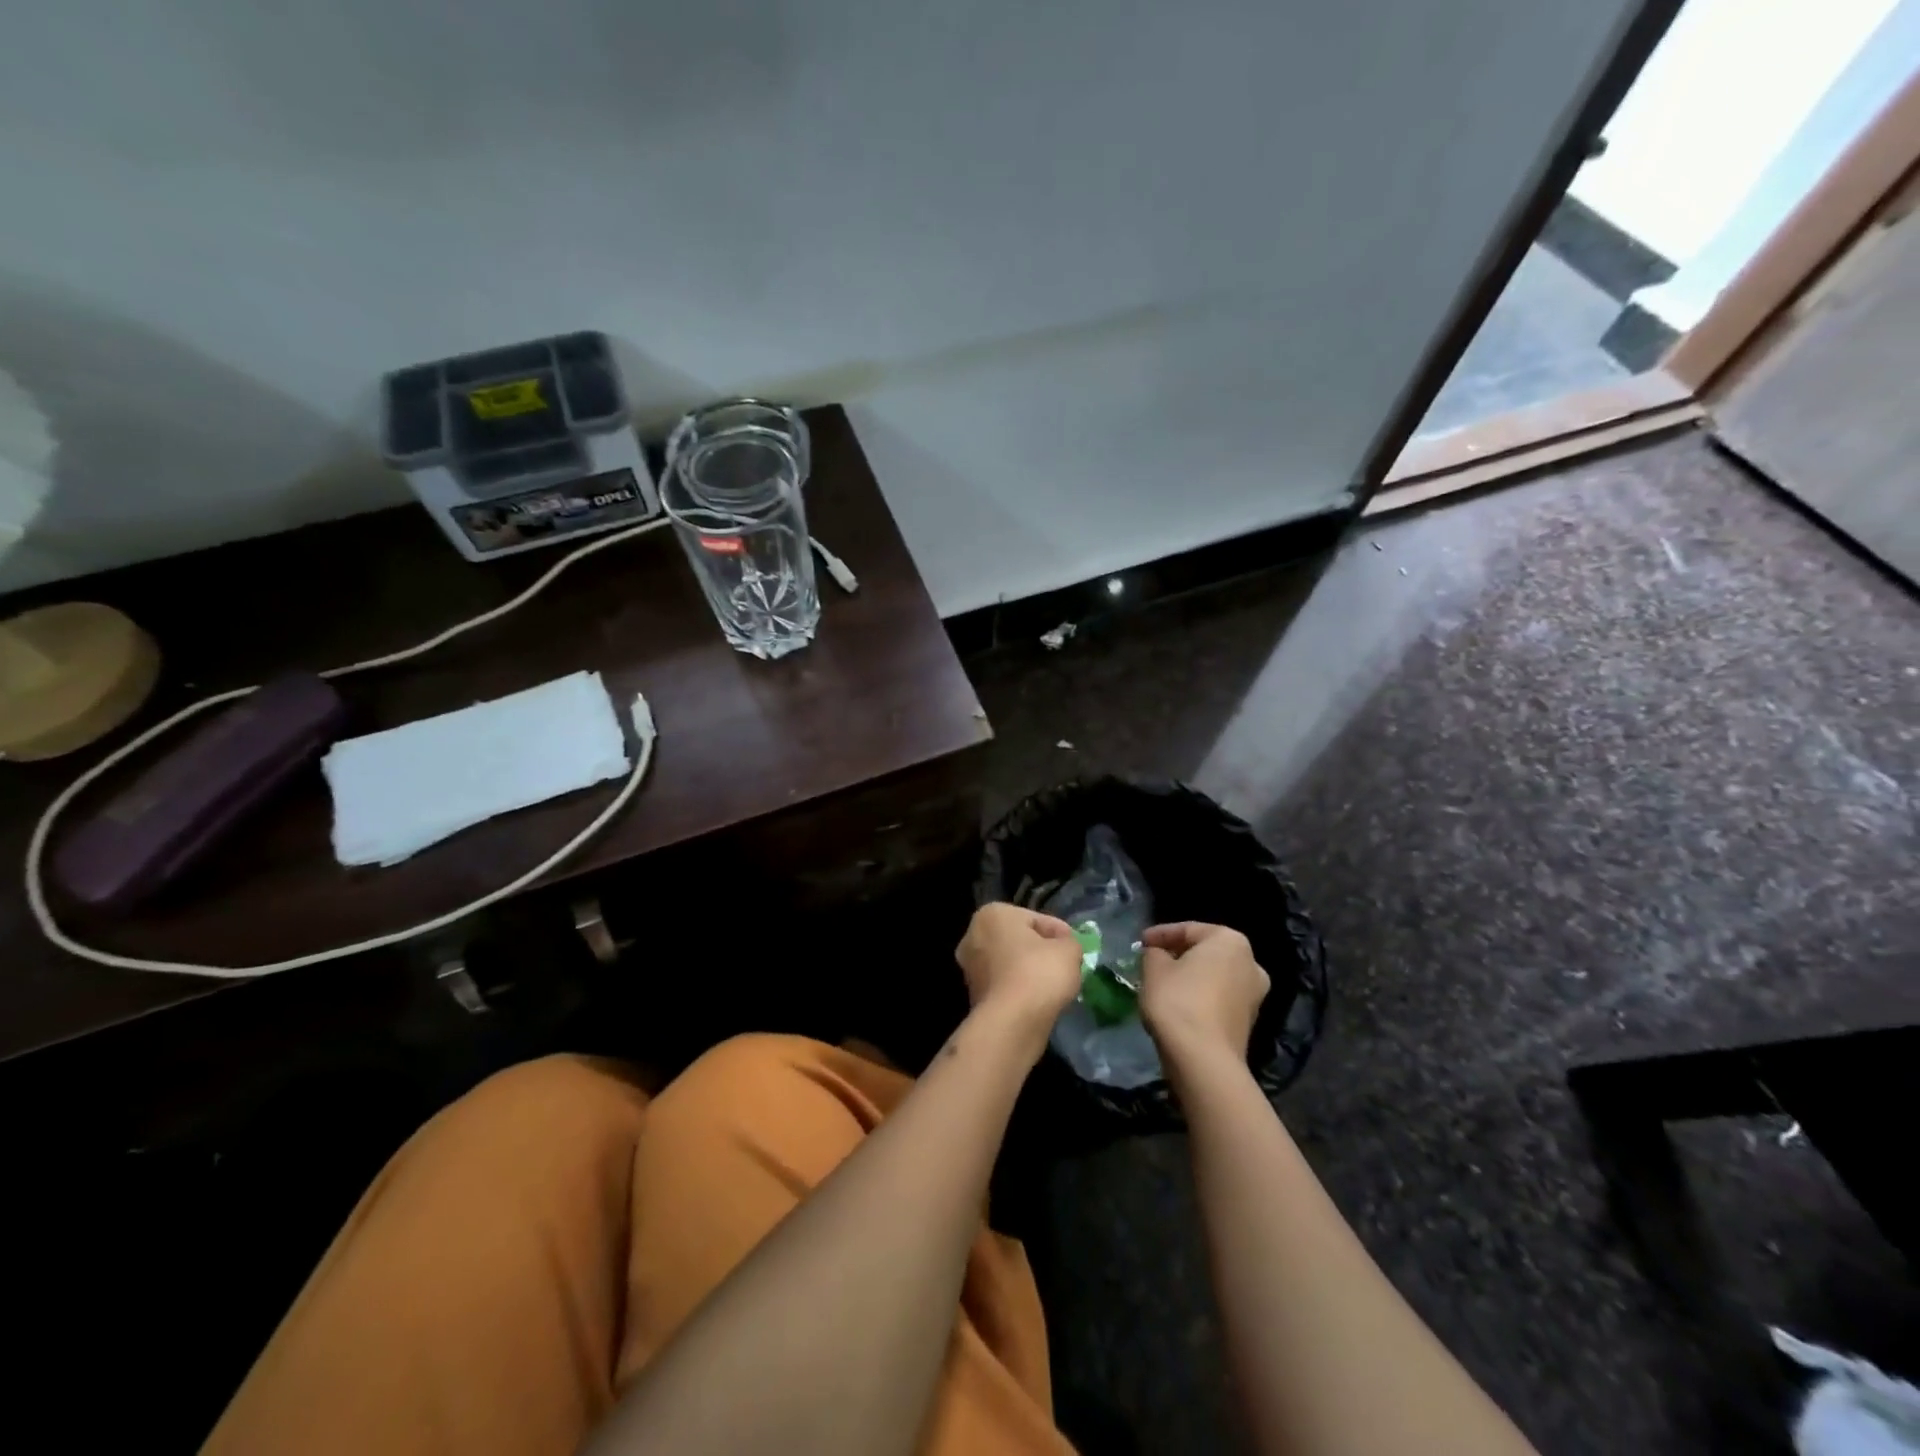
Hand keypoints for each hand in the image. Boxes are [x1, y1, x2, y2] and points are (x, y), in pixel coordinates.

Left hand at [955, 903, 1082, 1033]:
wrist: (1011, 1023)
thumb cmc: (1039, 973)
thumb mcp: (1069, 950)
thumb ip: (1069, 942)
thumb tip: (1064, 947)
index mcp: (992, 914)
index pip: (1036, 919)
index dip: (1060, 933)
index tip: (1075, 948)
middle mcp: (973, 935)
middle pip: (1019, 940)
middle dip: (1041, 951)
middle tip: (1066, 965)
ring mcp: (970, 967)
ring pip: (1010, 963)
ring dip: (1030, 971)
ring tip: (1055, 985)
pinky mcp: (973, 995)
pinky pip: (1005, 985)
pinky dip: (1020, 989)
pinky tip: (1039, 1000)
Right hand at [1140, 922, 1269, 1068]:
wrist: (1204, 1060)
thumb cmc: (1178, 1001)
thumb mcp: (1154, 967)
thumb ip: (1154, 952)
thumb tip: (1158, 954)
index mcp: (1230, 940)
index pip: (1188, 929)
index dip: (1160, 934)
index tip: (1140, 943)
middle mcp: (1251, 963)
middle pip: (1205, 952)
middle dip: (1178, 955)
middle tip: (1151, 961)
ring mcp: (1254, 994)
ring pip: (1213, 976)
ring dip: (1190, 977)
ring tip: (1162, 983)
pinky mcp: (1248, 1021)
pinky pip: (1218, 998)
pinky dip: (1199, 997)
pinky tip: (1178, 1004)